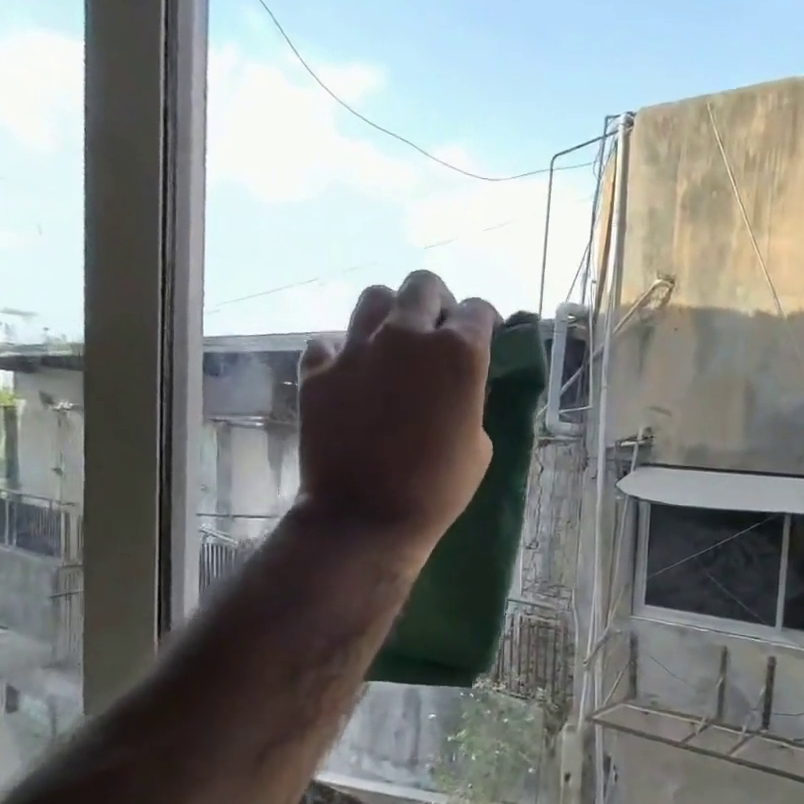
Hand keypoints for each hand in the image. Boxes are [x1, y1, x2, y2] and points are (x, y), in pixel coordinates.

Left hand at [296, 270, 497, 554]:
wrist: (366, 517)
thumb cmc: (438, 489)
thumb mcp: (479, 444)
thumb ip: (470, 398)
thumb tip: (460, 384)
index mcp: (458, 353)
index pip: (478, 310)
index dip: (484, 321)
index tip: (484, 336)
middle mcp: (407, 336)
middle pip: (424, 285)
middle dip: (437, 303)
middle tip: (437, 332)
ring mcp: (357, 348)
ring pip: (375, 298)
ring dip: (390, 314)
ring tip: (393, 343)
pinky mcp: (319, 370)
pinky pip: (330, 341)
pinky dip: (343, 352)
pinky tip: (352, 375)